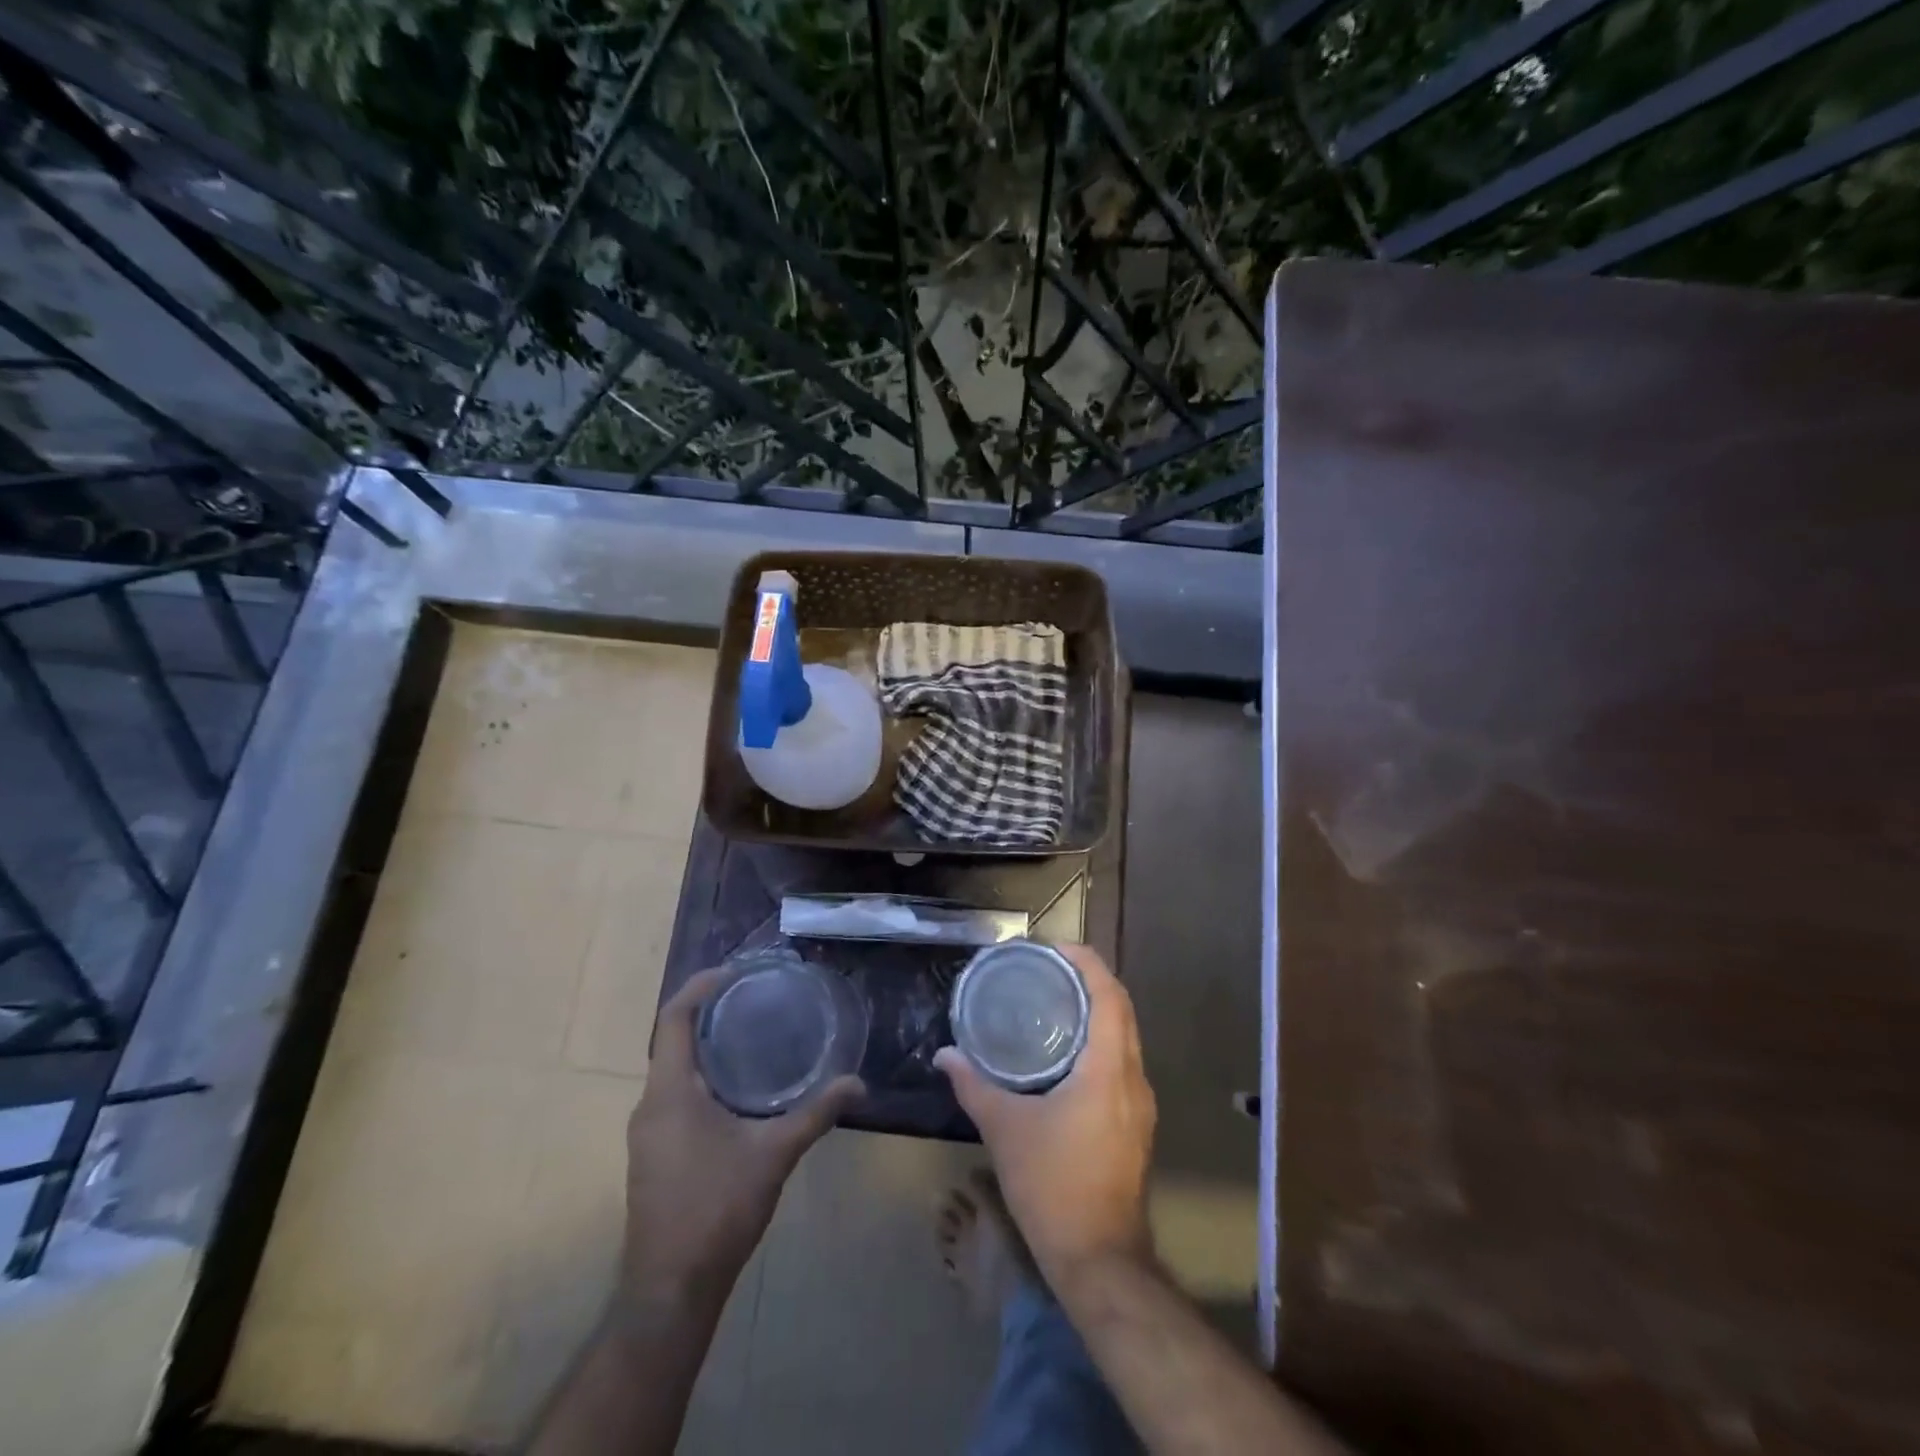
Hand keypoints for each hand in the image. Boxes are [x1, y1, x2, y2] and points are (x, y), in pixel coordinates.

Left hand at [621, 967, 862, 1310]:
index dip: (698, 988)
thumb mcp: (774, 1155)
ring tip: (749, 1035)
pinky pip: (673, 1097)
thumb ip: (816, 1114)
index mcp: (670, 1093)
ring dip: (705, 1048)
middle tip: (752, 999)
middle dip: (708, 1014)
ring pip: (673, 1072)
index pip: (673, 1020)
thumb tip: (858, 1083)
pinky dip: (701, 1078)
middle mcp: (650, 1106)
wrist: (670, 1291)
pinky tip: (736, 1089)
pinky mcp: (653, 1155)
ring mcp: (647, 1134)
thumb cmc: (717, 1210)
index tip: (732, 972)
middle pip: (672, 1041)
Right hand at [935, 944, 1155, 1286]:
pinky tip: (1065, 1053)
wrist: (1099, 1259)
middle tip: (1048, 970)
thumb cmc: (1053, 1186)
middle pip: (1121, 1010)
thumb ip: (974, 1085)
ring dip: (1097, 1012)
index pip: (1109, 995)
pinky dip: (1100, 1042)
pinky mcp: (1136, 1124)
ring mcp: (1140, 1104)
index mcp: (1109, 1068)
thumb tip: (945, 1055)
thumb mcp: (1005, 1130)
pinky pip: (1122, 1063)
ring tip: (1053, 1002)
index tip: (1055, 949)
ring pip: (1125, 1037)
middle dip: (1090, 981)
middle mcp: (1134, 1078)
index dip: (1087, 963)